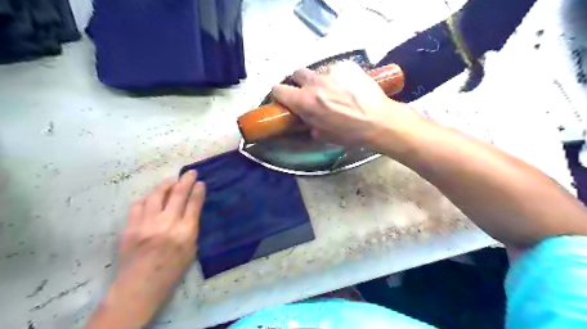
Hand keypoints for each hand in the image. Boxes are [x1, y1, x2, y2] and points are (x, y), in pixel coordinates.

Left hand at [86, 173, 204, 328]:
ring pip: (156, 195)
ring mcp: (146, 224)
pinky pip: (138, 205)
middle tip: (190, 173)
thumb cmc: (171, 271)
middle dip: (186, 180)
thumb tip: (191, 209)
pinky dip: (147, 198)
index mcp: (186, 232)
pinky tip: (151, 198)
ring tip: (171, 180)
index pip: (194, 204)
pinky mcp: (130, 227)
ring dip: (166, 184)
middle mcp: (167, 224)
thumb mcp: (191, 250)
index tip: (201, 183)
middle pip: (178, 194)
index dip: (198, 190)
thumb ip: (191, 228)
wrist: (139, 287)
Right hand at [270, 60, 422, 151]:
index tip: (284, 98)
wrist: (379, 121)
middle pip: (297, 73)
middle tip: (310, 92)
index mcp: (305, 101)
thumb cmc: (350, 133)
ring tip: (335, 91)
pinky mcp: (347, 66)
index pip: (278, 89)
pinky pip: (336, 69)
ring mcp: (332, 71)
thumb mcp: (323, 134)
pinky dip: (338, 77)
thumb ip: (309, 122)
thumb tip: (305, 116)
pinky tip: (349, 87)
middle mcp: (315, 82)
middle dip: (299, 82)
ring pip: (318, 71)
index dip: (279, 93)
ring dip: (320, 80)